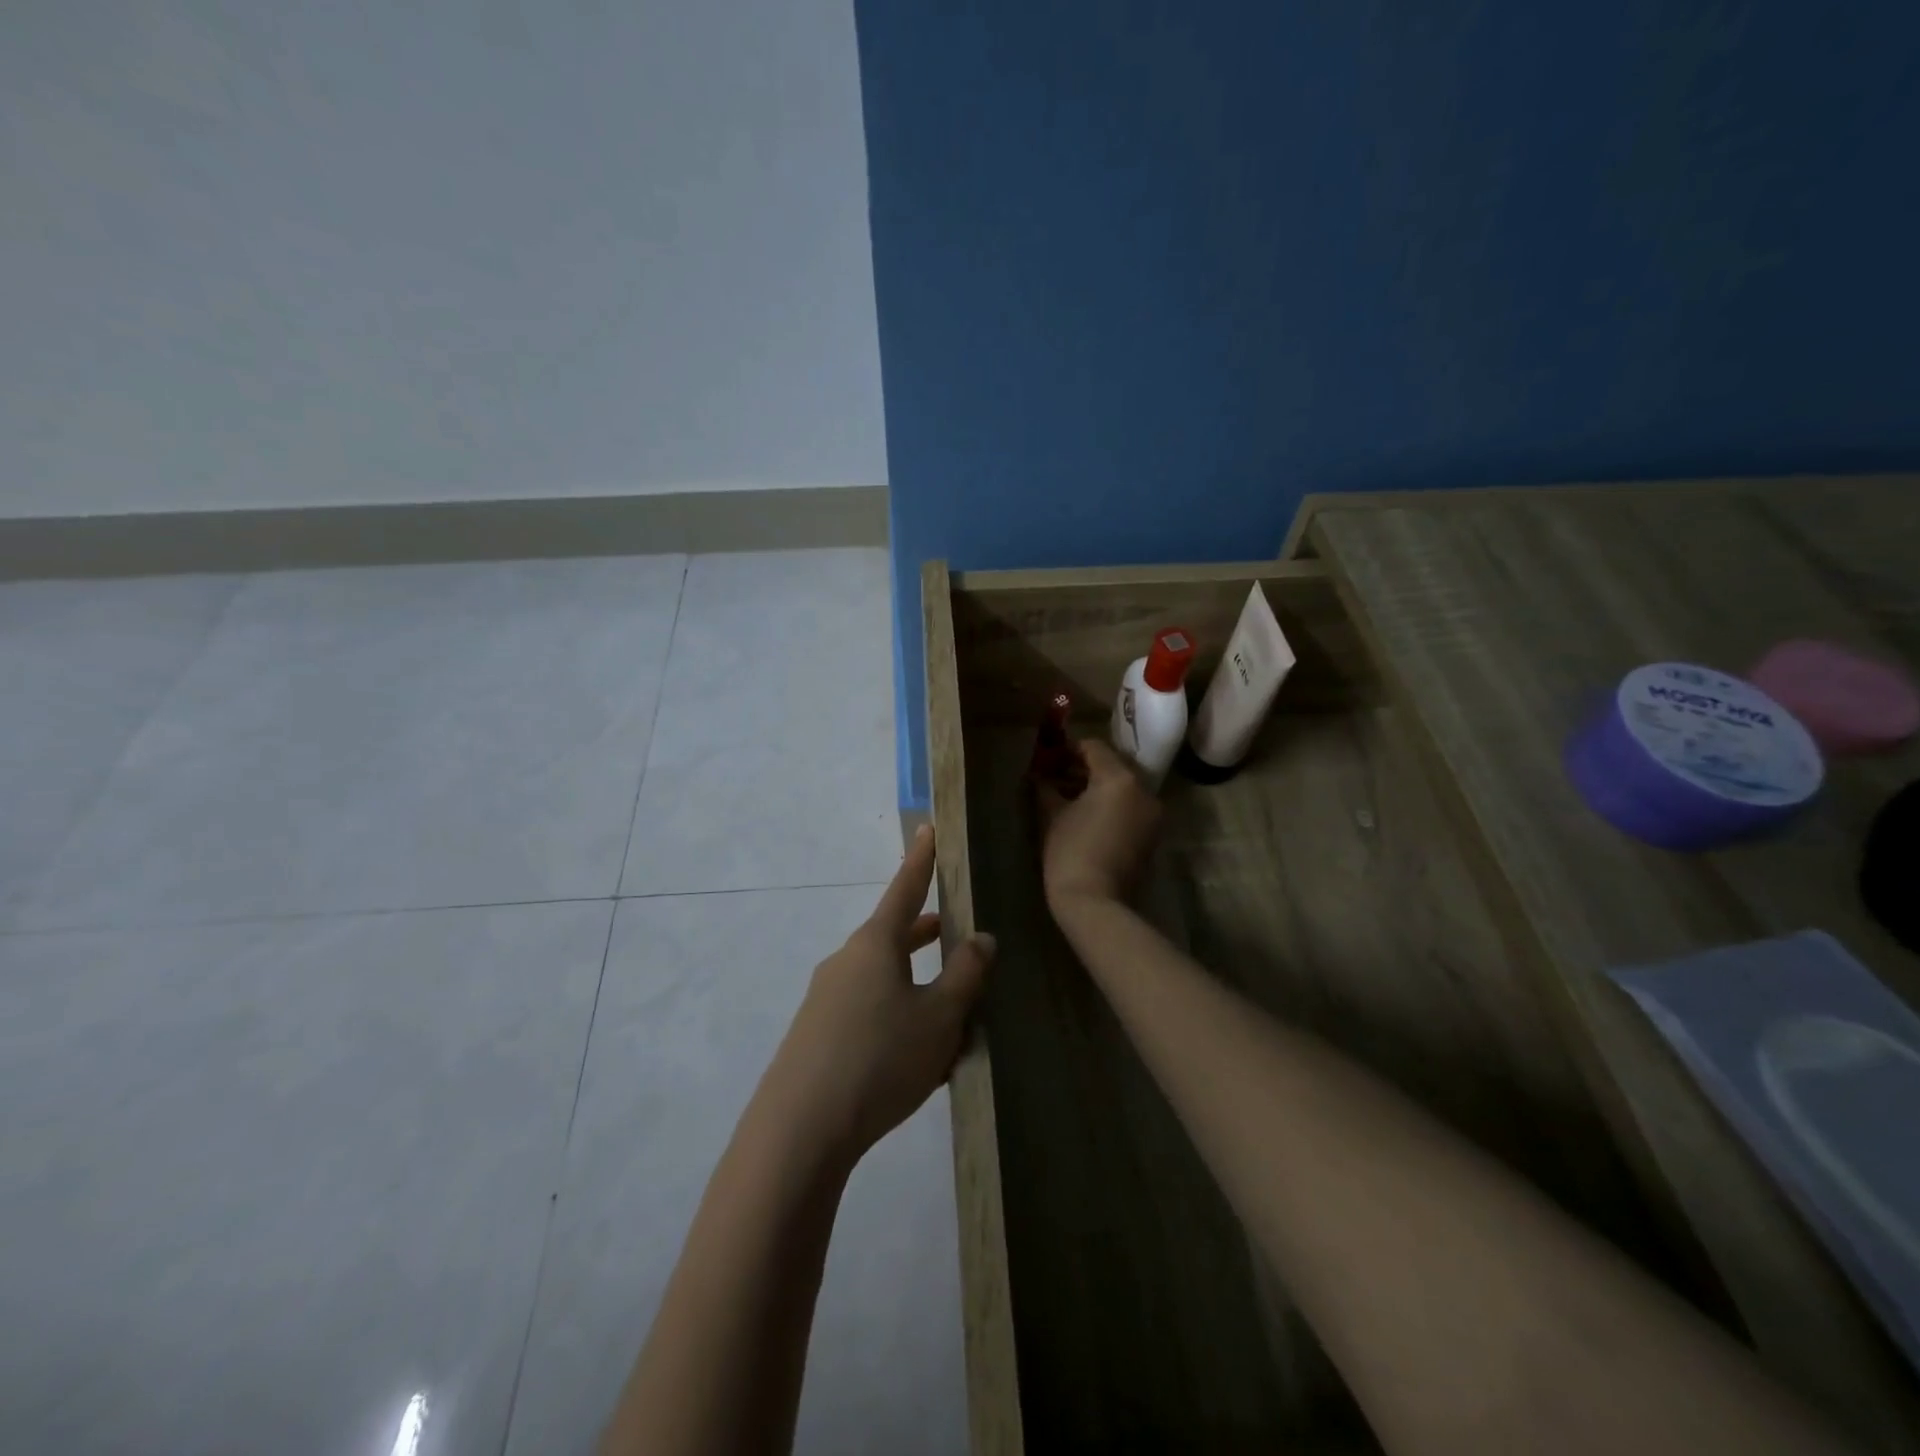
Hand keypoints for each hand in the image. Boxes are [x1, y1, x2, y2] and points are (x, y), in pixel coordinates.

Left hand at [765, 826, 995, 1164]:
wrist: (799, 1130)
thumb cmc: (880, 1058)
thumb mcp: (939, 1018)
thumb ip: (965, 974)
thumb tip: (981, 937)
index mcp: (875, 945)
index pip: (905, 889)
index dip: (921, 860)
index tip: (928, 828)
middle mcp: (847, 961)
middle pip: (894, 936)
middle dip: (926, 934)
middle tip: (956, 931)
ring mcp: (827, 998)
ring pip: (883, 978)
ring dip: (915, 984)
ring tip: (951, 1009)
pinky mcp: (817, 1034)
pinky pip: (867, 1010)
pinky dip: (896, 1016)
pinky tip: (916, 1058)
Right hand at [1037, 737, 1162, 911]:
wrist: (1096, 902)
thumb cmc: (1070, 852)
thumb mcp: (1052, 815)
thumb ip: (1046, 787)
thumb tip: (1038, 775)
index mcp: (1120, 778)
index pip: (1094, 747)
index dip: (1068, 749)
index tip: (1048, 759)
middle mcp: (1143, 790)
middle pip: (1112, 766)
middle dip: (1083, 768)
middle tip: (1055, 777)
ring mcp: (1152, 814)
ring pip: (1123, 787)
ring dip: (1097, 787)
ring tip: (1067, 798)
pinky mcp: (1152, 834)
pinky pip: (1130, 807)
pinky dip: (1111, 805)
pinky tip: (1086, 817)